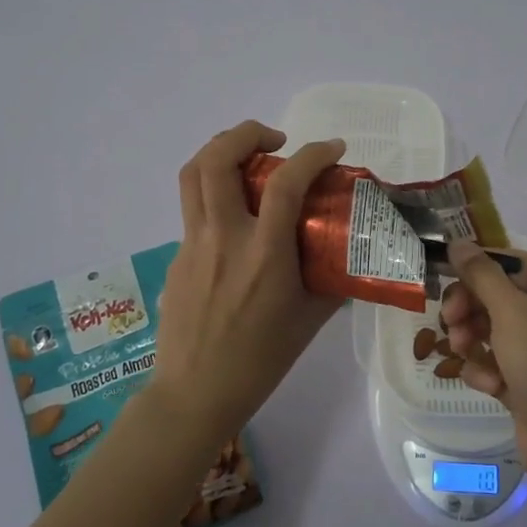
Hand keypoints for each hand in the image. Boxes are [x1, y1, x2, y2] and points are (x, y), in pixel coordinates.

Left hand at [150, 121, 346, 444]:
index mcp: (264, 254)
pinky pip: (194, 208)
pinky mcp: (177, 256)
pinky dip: (216, 192)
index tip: (334, 149)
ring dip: (221, 151)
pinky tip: (237, 220)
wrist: (195, 394)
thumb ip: (331, 279)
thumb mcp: (310, 320)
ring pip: (193, 174)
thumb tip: (349, 253)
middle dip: (247, 133)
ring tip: (249, 159)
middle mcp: (224, 238)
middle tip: (276, 140)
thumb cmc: (260, 361)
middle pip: (218, 159)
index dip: (313, 154)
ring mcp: (193, 244)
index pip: (286, 183)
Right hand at [440, 242, 526, 508]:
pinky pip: (499, 363)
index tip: (442, 273)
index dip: (478, 266)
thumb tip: (458, 242)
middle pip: (500, 297)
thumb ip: (482, 276)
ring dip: (473, 339)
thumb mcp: (513, 313)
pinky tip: (488, 385)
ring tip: (462, 352)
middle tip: (449, 320)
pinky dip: (487, 370)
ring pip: (494, 331)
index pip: (514, 264)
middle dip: (471, 308)